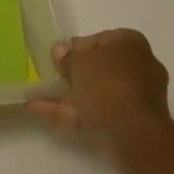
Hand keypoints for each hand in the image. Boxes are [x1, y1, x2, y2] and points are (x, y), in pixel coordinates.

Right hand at [28, 28, 173, 161]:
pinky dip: (72, 113)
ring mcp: (136, 97)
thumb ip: (67, 56)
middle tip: (50, 78)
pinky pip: (97, 112)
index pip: (97, 40)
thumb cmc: (108, 84)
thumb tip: (60, 51)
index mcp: (130, 43)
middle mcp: (138, 65)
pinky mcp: (131, 123)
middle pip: (98, 68)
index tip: (57, 60)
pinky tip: (41, 113)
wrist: (136, 133)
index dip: (74, 49)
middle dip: (72, 75)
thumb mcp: (79, 62)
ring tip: (36, 100)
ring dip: (68, 96)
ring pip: (97, 93)